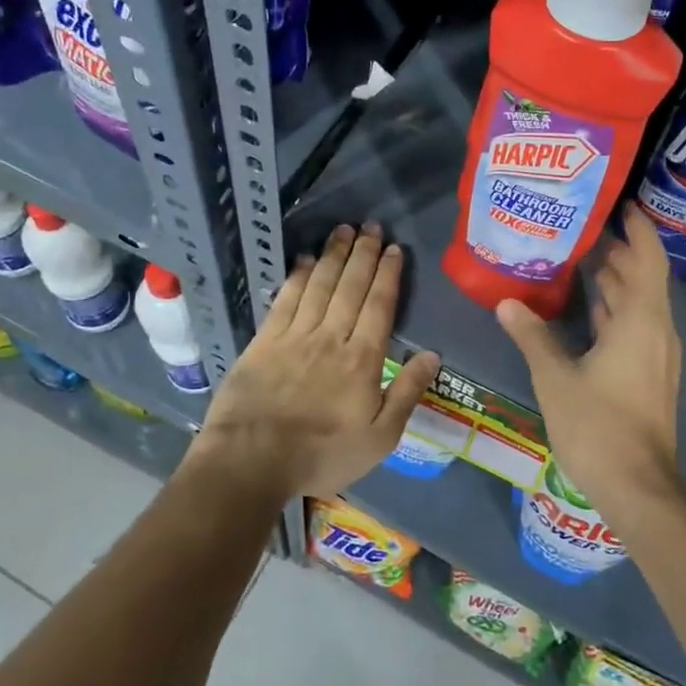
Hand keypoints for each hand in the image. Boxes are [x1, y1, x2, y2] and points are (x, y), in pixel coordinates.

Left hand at [190, 222, 440, 501]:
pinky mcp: (264, 341)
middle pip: (350, 287)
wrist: (252, 460)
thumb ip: (407, 393)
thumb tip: (433, 354)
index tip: (394, 249)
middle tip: (371, 225)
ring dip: (334, 255)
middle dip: (363, 253)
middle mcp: (330, 337)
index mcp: (362, 360)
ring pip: (320, 285)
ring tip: (343, 230)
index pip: (379, 306)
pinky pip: (286, 299)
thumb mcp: (379, 438)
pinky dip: (298, 276)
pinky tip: (306, 259)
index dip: (387, 274)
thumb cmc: (322, 454)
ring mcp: (295, 336)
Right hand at [496, 204, 681, 515]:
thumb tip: (506, 302)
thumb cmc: (599, 426)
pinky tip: (586, 308)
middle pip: (642, 279)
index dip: (638, 229)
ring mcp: (656, 356)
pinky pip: (635, 327)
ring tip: (579, 258)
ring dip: (615, 281)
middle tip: (581, 227)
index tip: (620, 204)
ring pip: (638, 305)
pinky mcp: (650, 375)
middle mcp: (656, 331)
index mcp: (641, 322)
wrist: (638, 487)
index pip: (647, 260)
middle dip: (617, 252)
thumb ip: (532, 336)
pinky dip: (613, 310)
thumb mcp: (556, 377)